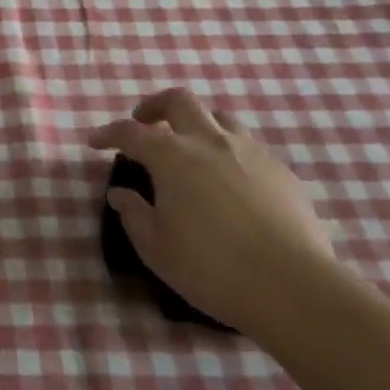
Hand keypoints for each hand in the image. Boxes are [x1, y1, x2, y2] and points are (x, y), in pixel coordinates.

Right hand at [91, 87, 334, 331]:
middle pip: (179, 101)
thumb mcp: (157, 248)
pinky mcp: (282, 173)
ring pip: (219, 117)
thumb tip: (121, 194)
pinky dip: (229, 152)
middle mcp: (210, 142)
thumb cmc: (212, 268)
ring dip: (197, 123)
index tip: (95, 141)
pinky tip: (230, 181)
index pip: (130, 132)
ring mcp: (250, 153)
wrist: (294, 289)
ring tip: (190, 147)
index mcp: (172, 157)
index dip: (109, 133)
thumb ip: (134, 215)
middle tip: (145, 122)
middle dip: (156, 105)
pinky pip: (249, 147)